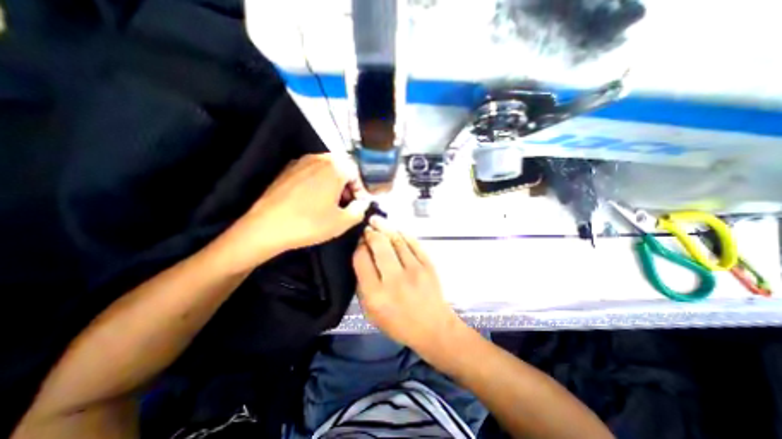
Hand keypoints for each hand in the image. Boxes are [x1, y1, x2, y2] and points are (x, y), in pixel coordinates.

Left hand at [217, 152, 368, 270]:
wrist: (266, 227)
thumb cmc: (309, 223)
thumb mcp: (342, 222)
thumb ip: (360, 210)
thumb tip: (362, 203)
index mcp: (334, 167)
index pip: (356, 172)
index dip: (360, 188)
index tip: (358, 203)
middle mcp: (318, 158)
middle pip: (341, 167)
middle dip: (347, 184)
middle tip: (346, 203)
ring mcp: (300, 162)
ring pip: (326, 168)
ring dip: (333, 183)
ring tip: (330, 202)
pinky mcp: (287, 169)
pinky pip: (310, 171)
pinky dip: (318, 182)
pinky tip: (313, 199)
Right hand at [351, 218, 458, 350]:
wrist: (434, 327)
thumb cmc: (399, 323)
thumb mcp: (371, 313)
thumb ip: (363, 285)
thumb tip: (362, 256)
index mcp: (376, 294)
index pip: (361, 260)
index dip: (358, 247)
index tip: (359, 242)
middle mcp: (394, 280)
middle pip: (379, 245)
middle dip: (371, 233)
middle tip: (367, 228)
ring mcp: (414, 270)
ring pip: (396, 240)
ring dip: (385, 227)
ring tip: (377, 220)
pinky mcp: (428, 265)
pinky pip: (413, 242)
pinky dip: (402, 233)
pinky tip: (395, 229)